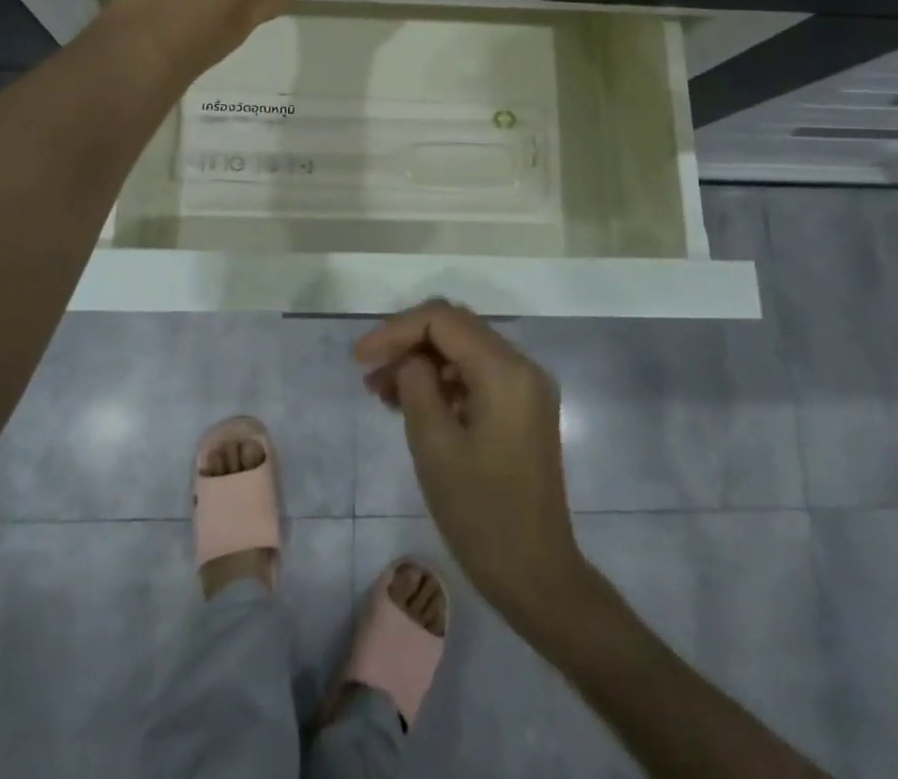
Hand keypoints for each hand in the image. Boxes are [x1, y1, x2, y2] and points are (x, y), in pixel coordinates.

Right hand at [356, 299, 583, 618]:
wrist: (537, 577)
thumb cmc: (481, 514)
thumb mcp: (435, 446)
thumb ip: (416, 385)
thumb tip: (410, 360)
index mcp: (505, 370)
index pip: (443, 320)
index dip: (396, 330)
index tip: (360, 358)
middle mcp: (522, 366)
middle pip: (455, 328)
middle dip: (408, 342)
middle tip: (368, 371)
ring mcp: (526, 388)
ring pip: (464, 350)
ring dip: (422, 361)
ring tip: (380, 391)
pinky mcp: (523, 409)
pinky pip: (476, 375)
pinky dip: (442, 381)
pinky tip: (411, 403)